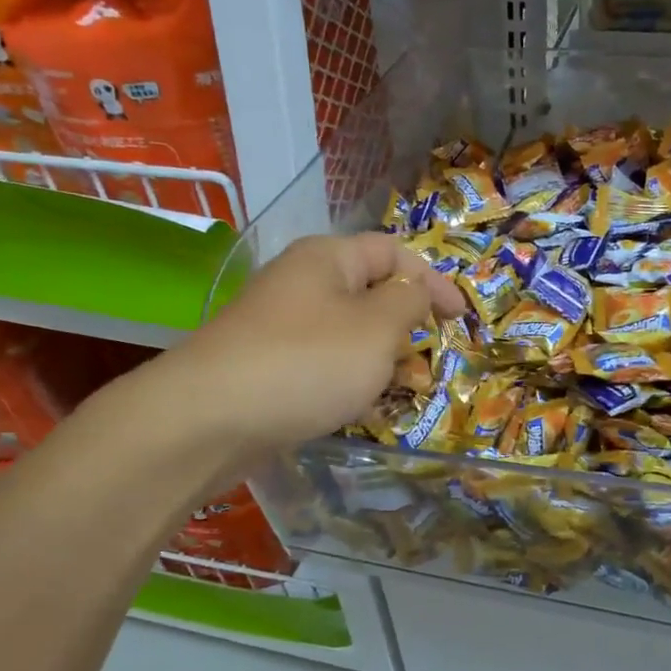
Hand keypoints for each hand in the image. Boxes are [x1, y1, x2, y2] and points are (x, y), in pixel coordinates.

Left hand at [151, 233, 464, 465]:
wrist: (209, 419)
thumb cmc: (306, 363)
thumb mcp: (376, 328)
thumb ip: (408, 302)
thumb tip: (414, 290)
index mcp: (327, 259)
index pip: (393, 251)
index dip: (432, 279)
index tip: (461, 318)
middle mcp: (301, 284)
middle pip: (369, 292)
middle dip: (406, 324)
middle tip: (429, 358)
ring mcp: (280, 327)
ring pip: (347, 334)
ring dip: (381, 358)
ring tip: (402, 390)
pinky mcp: (268, 366)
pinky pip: (322, 364)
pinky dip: (349, 380)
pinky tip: (360, 408)